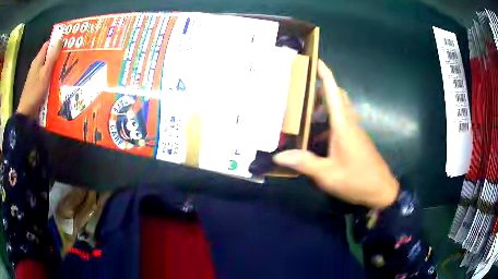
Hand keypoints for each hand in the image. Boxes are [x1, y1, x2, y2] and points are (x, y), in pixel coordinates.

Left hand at [17, 39, 61, 118]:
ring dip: (54, 66)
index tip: (66, 43)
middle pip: (47, 55)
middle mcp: (36, 65)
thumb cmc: (35, 92)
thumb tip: (60, 39)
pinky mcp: (36, 85)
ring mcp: (35, 76)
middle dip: (57, 54)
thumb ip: (52, 56)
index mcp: (38, 60)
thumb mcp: (45, 73)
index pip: (48, 44)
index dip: (56, 42)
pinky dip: (51, 75)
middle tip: (68, 56)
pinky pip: (45, 75)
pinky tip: (57, 79)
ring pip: (46, 66)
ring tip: (65, 67)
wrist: (26, 114)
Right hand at [273, 60, 398, 207]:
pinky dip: (328, 124)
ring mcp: (354, 132)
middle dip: (321, 90)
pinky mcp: (356, 140)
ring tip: (305, 118)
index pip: (333, 92)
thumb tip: (279, 155)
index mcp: (343, 125)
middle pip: (337, 96)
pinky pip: (341, 124)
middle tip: (302, 95)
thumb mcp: (328, 174)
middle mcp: (350, 123)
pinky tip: (316, 141)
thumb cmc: (357, 180)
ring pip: (340, 109)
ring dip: (324, 108)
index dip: (324, 74)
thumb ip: (305, 163)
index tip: (314, 60)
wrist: (381, 191)